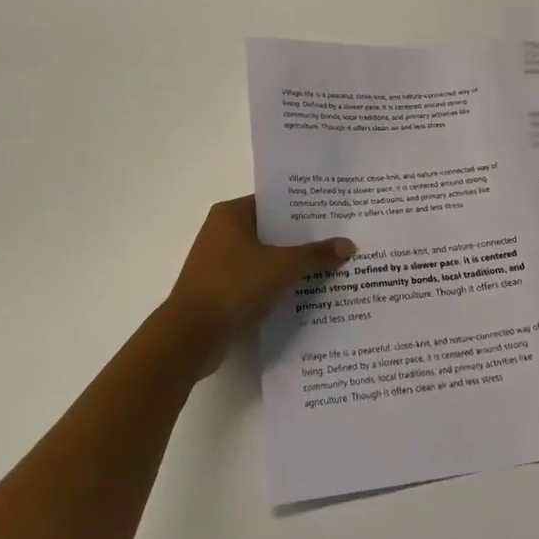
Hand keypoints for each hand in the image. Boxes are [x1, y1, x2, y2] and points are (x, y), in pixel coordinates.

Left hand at [162, 196, 354, 373]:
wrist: (190, 336)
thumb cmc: (233, 286)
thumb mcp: (281, 267)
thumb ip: (315, 255)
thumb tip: (348, 245)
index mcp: (231, 214)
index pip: (274, 202)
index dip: (304, 208)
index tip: (332, 214)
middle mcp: (222, 231)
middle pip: (271, 230)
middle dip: (302, 238)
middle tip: (338, 240)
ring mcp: (219, 262)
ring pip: (264, 257)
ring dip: (290, 264)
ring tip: (328, 267)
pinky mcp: (220, 290)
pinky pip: (256, 279)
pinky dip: (276, 284)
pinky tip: (304, 292)